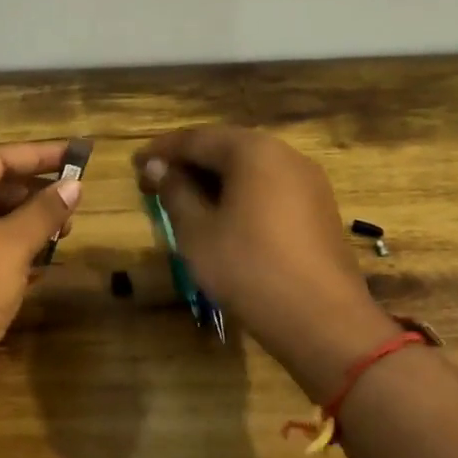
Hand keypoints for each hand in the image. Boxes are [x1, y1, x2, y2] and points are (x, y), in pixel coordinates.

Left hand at [0, 140, 81, 393]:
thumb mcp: (11, 244)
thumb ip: (44, 211)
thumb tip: (74, 184)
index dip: (37, 155)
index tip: (76, 154)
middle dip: (33, 194)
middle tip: (73, 200)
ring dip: (26, 226)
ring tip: (64, 232)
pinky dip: (13, 255)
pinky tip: (43, 264)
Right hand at [134, 126, 396, 402]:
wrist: (322, 318)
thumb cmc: (248, 268)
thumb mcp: (198, 232)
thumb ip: (175, 193)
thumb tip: (158, 168)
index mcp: (253, 151)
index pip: (197, 139)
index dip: (162, 151)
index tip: (135, 164)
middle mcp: (286, 155)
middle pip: (227, 149)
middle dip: (189, 164)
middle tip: (156, 183)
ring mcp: (309, 182)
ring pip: (251, 170)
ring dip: (216, 180)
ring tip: (186, 202)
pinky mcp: (319, 209)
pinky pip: (271, 189)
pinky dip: (242, 196)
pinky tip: (225, 219)